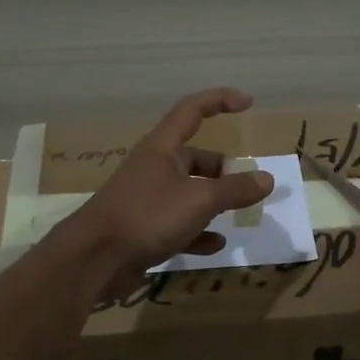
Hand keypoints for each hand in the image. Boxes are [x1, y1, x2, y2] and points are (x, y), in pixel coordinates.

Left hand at [68, 88, 275, 300]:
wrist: (94, 259)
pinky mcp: (144, 228)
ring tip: (237, 215)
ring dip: (213, 202)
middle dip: (223, 170)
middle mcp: (154, 167)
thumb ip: (235, 190)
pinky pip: (179, 224)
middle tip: (246, 187)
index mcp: (163, 148)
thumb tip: (266, 179)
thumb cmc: (146, 216)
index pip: (193, 110)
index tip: (248, 102)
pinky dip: (198, 232)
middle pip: (195, 158)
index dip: (220, 100)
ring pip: (189, 192)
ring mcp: (148, 199)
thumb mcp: (198, 201)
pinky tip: (215, 245)